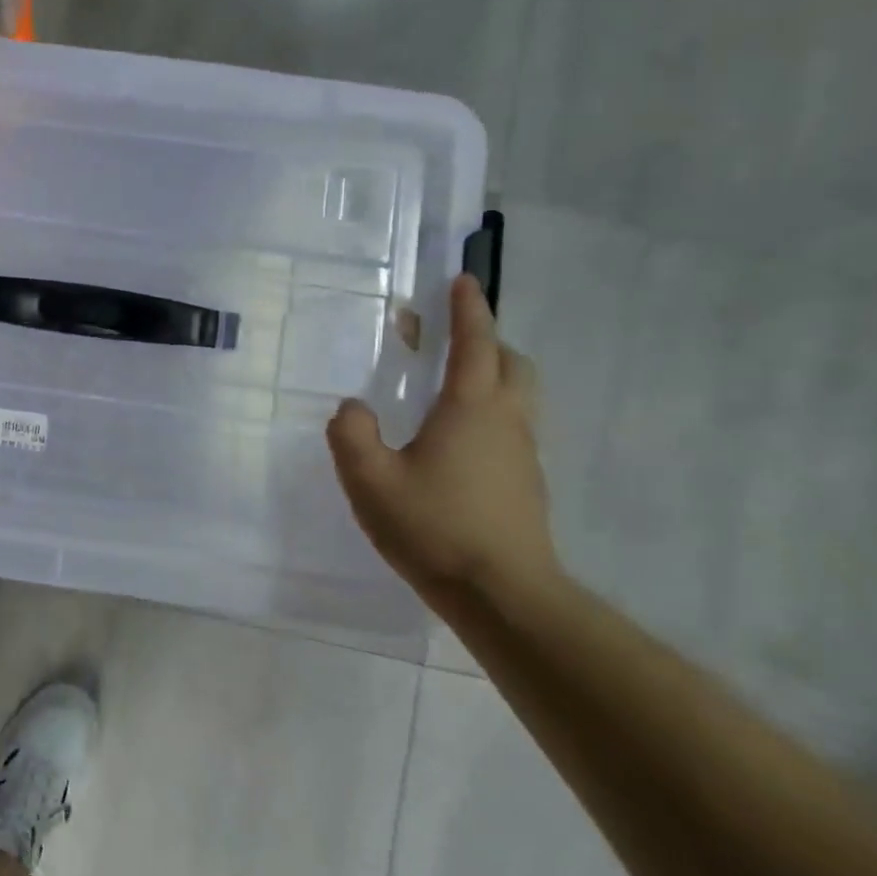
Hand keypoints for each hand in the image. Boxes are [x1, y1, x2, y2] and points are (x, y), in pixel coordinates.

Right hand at [327, 274, 560, 604]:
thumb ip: (351, 435)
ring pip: (518, 396)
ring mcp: (523, 454)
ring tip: (448, 386)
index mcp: (471, 410)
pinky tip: (454, 441)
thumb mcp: (370, 481)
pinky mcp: (526, 483)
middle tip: (448, 340)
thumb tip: (352, 407)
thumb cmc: (434, 528)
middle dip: (485, 341)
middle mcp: (506, 421)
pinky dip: (490, 412)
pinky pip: (512, 427)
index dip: (469, 310)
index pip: (475, 345)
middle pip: (510, 363)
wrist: (503, 595)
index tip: (463, 280)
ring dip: (491, 375)